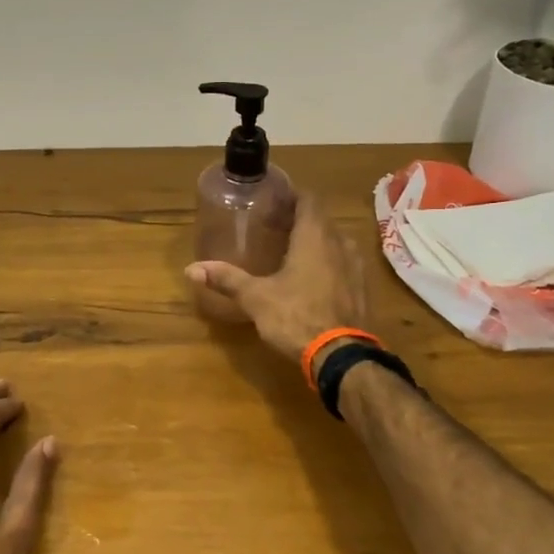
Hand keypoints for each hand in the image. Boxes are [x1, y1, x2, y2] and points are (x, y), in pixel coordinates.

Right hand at [184, 193, 368, 366]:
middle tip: (275, 227)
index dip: (292, 196)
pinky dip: (329, 264)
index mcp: (315, 237)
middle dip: (300, 220)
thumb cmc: (296, 317)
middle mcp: (340, 243)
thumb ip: (227, 279)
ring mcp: (356, 266)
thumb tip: (191, 269)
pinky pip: (344, 264)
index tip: (273, 201)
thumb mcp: (256, 298)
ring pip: (335, 242)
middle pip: (321, 220)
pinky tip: (312, 280)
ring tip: (292, 252)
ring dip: (316, 243)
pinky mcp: (362, 289)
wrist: (341, 356)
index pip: (309, 199)